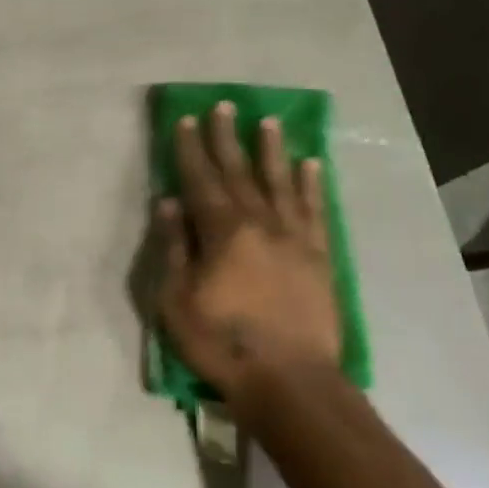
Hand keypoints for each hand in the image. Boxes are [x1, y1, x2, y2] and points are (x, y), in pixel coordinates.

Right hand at [156, 102, 342, 409]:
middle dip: (227, 138)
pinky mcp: (319, 256)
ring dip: (271, 150)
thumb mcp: (176, 299)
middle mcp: (260, 224)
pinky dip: (312, 185)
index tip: (186, 120)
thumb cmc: (221, 342)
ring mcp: (295, 238)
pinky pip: (315, 211)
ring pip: (281, 183)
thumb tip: (168, 202)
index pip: (201, 180)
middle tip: (223, 106)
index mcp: (223, 232)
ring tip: (267, 122)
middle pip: (239, 173)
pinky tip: (310, 164)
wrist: (290, 380)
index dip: (191, 149)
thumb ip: (174, 247)